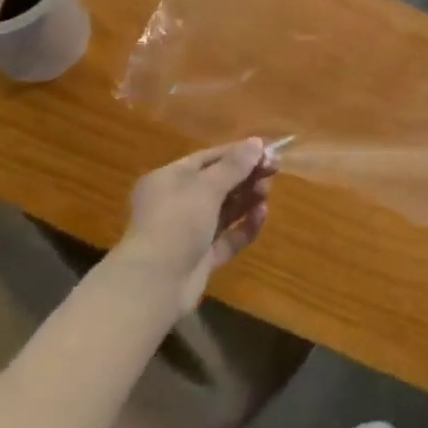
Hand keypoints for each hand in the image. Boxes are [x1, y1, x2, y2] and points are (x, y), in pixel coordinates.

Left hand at [117, 140, 276, 316]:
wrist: (154, 285)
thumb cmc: (176, 222)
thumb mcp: (206, 187)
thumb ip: (234, 165)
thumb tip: (257, 142)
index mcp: (168, 179)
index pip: (207, 158)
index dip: (237, 153)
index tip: (266, 151)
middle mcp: (176, 203)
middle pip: (217, 184)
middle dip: (244, 177)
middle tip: (273, 171)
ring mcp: (188, 233)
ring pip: (223, 211)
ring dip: (246, 199)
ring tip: (267, 192)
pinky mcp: (200, 258)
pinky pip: (227, 238)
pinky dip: (244, 226)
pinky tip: (261, 215)